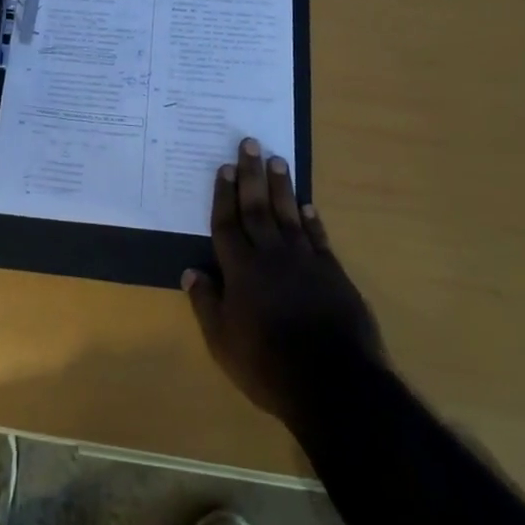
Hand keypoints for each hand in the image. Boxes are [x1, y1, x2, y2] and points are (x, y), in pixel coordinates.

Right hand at [184, 137, 386, 427]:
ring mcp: (304, 260)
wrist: (333, 381)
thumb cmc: (268, 365)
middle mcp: (271, 254)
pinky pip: (318, 236)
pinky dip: (312, 219)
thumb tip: (190, 272)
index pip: (227, 223)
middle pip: (257, 207)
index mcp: (241, 269)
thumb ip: (206, 304)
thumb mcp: (223, 343)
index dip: (224, 195)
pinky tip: (308, 205)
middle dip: (252, 174)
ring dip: (281, 186)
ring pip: (288, 213)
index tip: (225, 168)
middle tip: (250, 143)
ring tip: (277, 159)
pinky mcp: (332, 272)